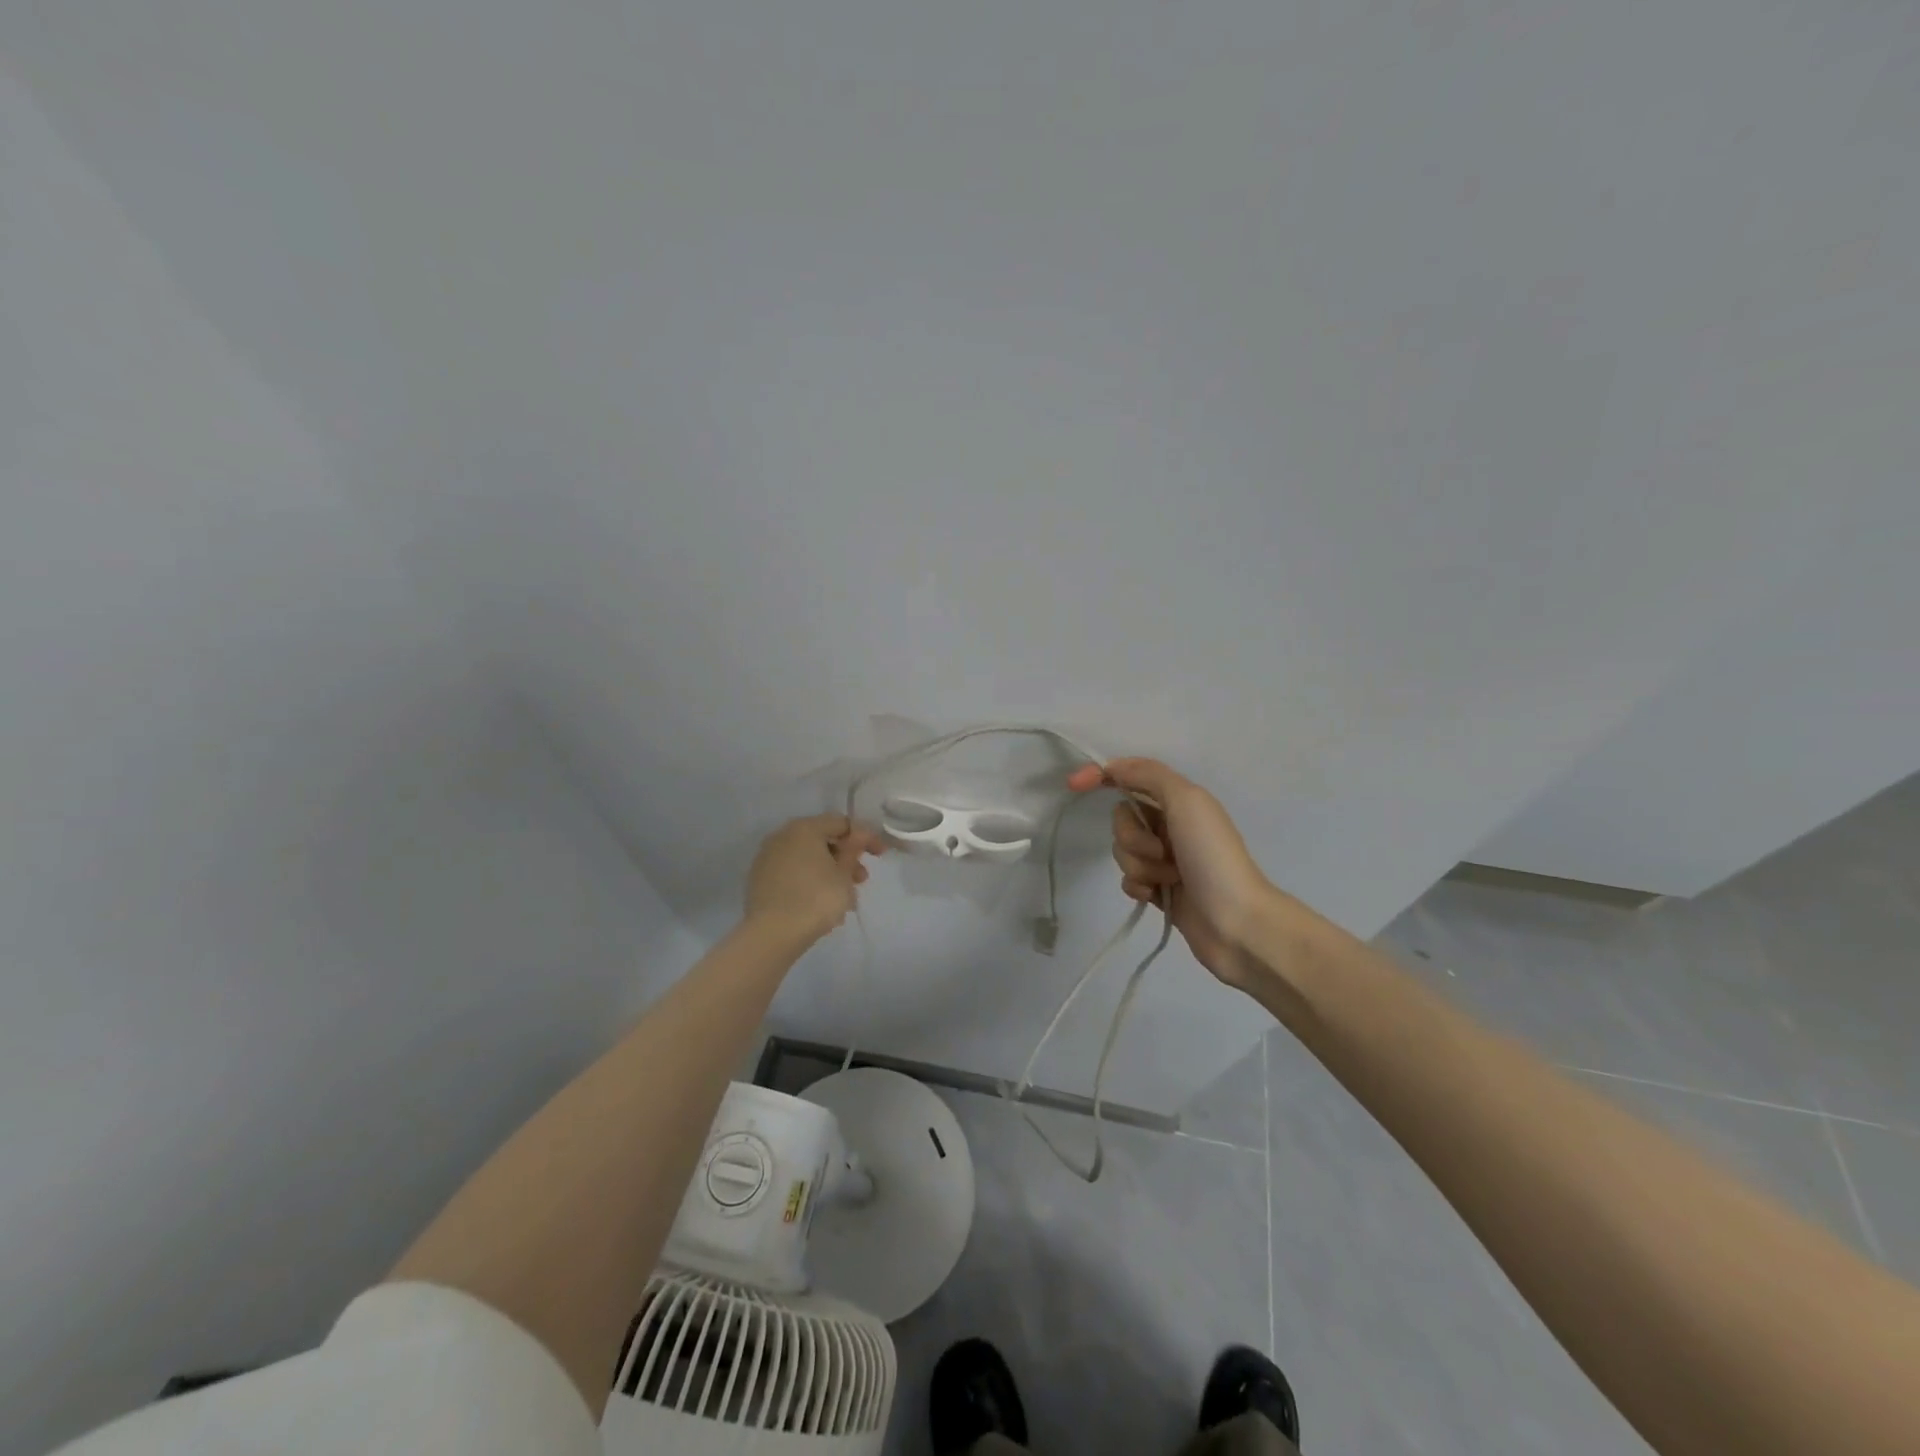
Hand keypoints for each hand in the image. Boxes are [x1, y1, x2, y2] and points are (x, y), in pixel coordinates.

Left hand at [745, 814, 884, 942]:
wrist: (772, 934)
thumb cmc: (816, 899)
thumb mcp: (844, 874)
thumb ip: (853, 849)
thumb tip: (858, 833)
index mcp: (804, 828)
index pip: (842, 823)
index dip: (865, 837)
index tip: (880, 855)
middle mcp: (782, 836)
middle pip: (822, 839)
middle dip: (846, 858)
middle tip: (861, 880)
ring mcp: (768, 857)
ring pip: (807, 859)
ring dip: (829, 873)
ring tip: (845, 900)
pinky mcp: (760, 879)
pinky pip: (793, 873)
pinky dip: (810, 881)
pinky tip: (822, 904)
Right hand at [1068, 758, 1273, 988]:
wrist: (1236, 923)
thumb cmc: (1212, 856)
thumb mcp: (1186, 801)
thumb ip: (1149, 775)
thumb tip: (1113, 766)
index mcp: (1179, 800)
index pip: (1130, 777)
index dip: (1100, 776)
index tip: (1074, 786)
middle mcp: (1171, 825)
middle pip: (1122, 818)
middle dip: (1132, 836)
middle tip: (1161, 851)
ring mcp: (1165, 859)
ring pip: (1122, 851)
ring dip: (1139, 864)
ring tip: (1168, 878)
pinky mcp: (1159, 889)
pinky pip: (1128, 879)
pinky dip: (1138, 886)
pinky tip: (1156, 895)